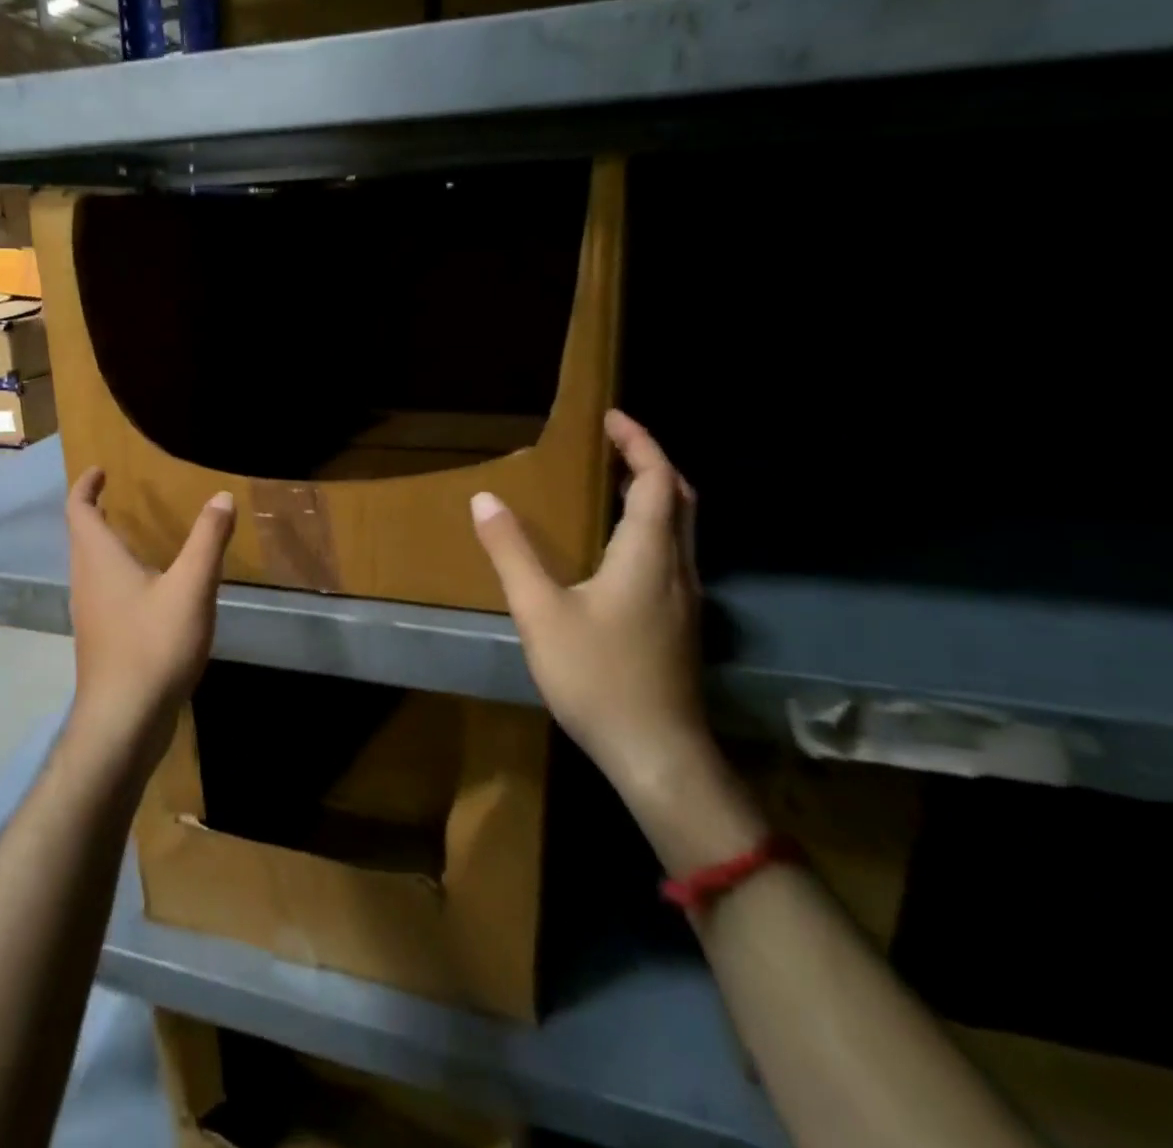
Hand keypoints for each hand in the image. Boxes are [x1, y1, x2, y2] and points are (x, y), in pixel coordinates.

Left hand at [65, 468, 235, 765]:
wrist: (124, 719)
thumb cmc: (153, 645)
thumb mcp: (191, 588)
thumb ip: (208, 540)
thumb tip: (222, 496)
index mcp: (99, 560)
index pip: (80, 510)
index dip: (86, 486)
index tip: (100, 469)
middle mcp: (86, 581)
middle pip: (82, 536)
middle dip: (95, 511)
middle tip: (119, 496)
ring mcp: (90, 613)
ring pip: (90, 566)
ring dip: (105, 543)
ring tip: (133, 534)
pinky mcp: (101, 638)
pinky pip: (102, 590)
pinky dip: (116, 573)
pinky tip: (146, 588)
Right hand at [471, 410, 711, 802]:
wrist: (658, 755)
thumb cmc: (598, 677)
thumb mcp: (540, 612)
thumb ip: (511, 553)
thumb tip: (485, 500)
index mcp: (648, 555)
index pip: (656, 479)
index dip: (639, 443)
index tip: (611, 417)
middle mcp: (678, 568)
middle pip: (680, 499)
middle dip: (651, 462)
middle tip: (615, 444)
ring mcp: (686, 600)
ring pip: (681, 530)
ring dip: (655, 495)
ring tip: (614, 485)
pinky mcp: (681, 625)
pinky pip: (673, 555)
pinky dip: (653, 529)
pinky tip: (620, 550)